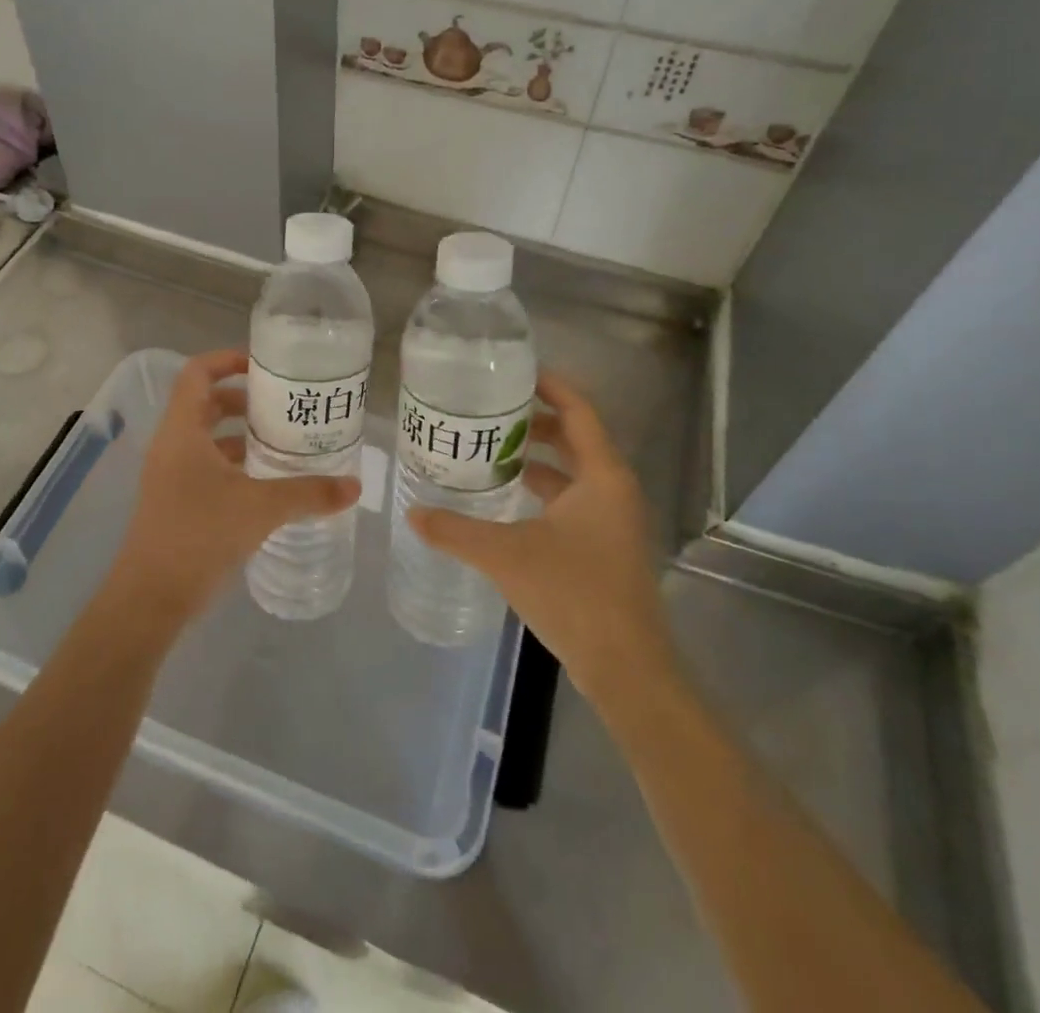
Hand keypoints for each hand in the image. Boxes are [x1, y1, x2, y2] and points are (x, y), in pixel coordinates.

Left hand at [102, 348, 358, 631]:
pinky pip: (205, 467)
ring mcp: (170, 475)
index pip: (198, 373)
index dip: (227, 360)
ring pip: (206, 438)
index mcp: (182, 431)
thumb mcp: (260, 509)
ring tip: (281, 442)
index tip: (264, 367)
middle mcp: (172, 446)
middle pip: (204, 403)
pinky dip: (233, 465)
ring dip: (240, 435)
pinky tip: (265, 484)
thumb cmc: (199, 536)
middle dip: (243, 399)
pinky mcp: (175, 502)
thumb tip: (353, 486)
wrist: (149, 600)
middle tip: (282, 406)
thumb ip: (308, 493)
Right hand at [409, 371, 675, 702]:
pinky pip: (573, 500)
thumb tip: (413, 513)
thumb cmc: (574, 594)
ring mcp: (613, 520)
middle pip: (575, 438)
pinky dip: (544, 490)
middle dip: (535, 421)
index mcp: (602, 476)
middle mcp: (614, 490)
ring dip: (538, 458)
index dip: (550, 386)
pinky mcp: (605, 547)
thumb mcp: (506, 555)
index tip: (514, 372)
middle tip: (490, 412)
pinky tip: (508, 500)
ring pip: (573, 472)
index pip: (579, 410)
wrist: (626, 668)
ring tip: (491, 450)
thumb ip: (456, 530)